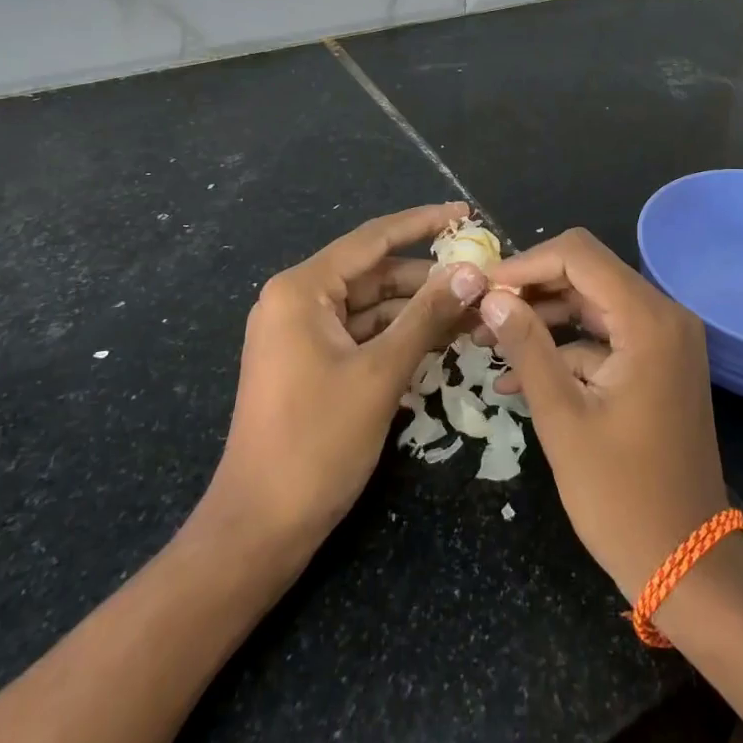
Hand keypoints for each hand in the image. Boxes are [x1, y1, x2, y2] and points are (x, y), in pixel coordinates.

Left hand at [190, 203, 486, 551]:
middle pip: (375, 272)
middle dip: (428, 277)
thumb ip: (427, 316)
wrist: (259, 529)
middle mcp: (298, 301)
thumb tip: (472, 272)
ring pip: (372, 305)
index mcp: (302, 290)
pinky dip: (400, 334)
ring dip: (419, 308)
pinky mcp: (312, 363)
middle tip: (483, 277)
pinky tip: (443, 338)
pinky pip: (363, 334)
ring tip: (474, 310)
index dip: (423, 223)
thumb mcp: (380, 373)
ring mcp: (302, 334)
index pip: (373, 239)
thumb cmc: (316, 442)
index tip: (465, 213)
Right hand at [479, 229, 727, 601]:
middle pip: (587, 273)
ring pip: (593, 303)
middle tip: (481, 313)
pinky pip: (605, 337)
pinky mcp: (658, 364)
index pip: (579, 255)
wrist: (687, 564)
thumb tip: (491, 297)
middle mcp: (664, 316)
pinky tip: (518, 375)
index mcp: (648, 320)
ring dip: (543, 317)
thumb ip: (527, 347)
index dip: (525, 264)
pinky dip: (565, 347)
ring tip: (489, 340)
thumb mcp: (562, 418)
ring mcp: (665, 340)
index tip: (483, 290)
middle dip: (531, 288)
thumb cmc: (622, 496)